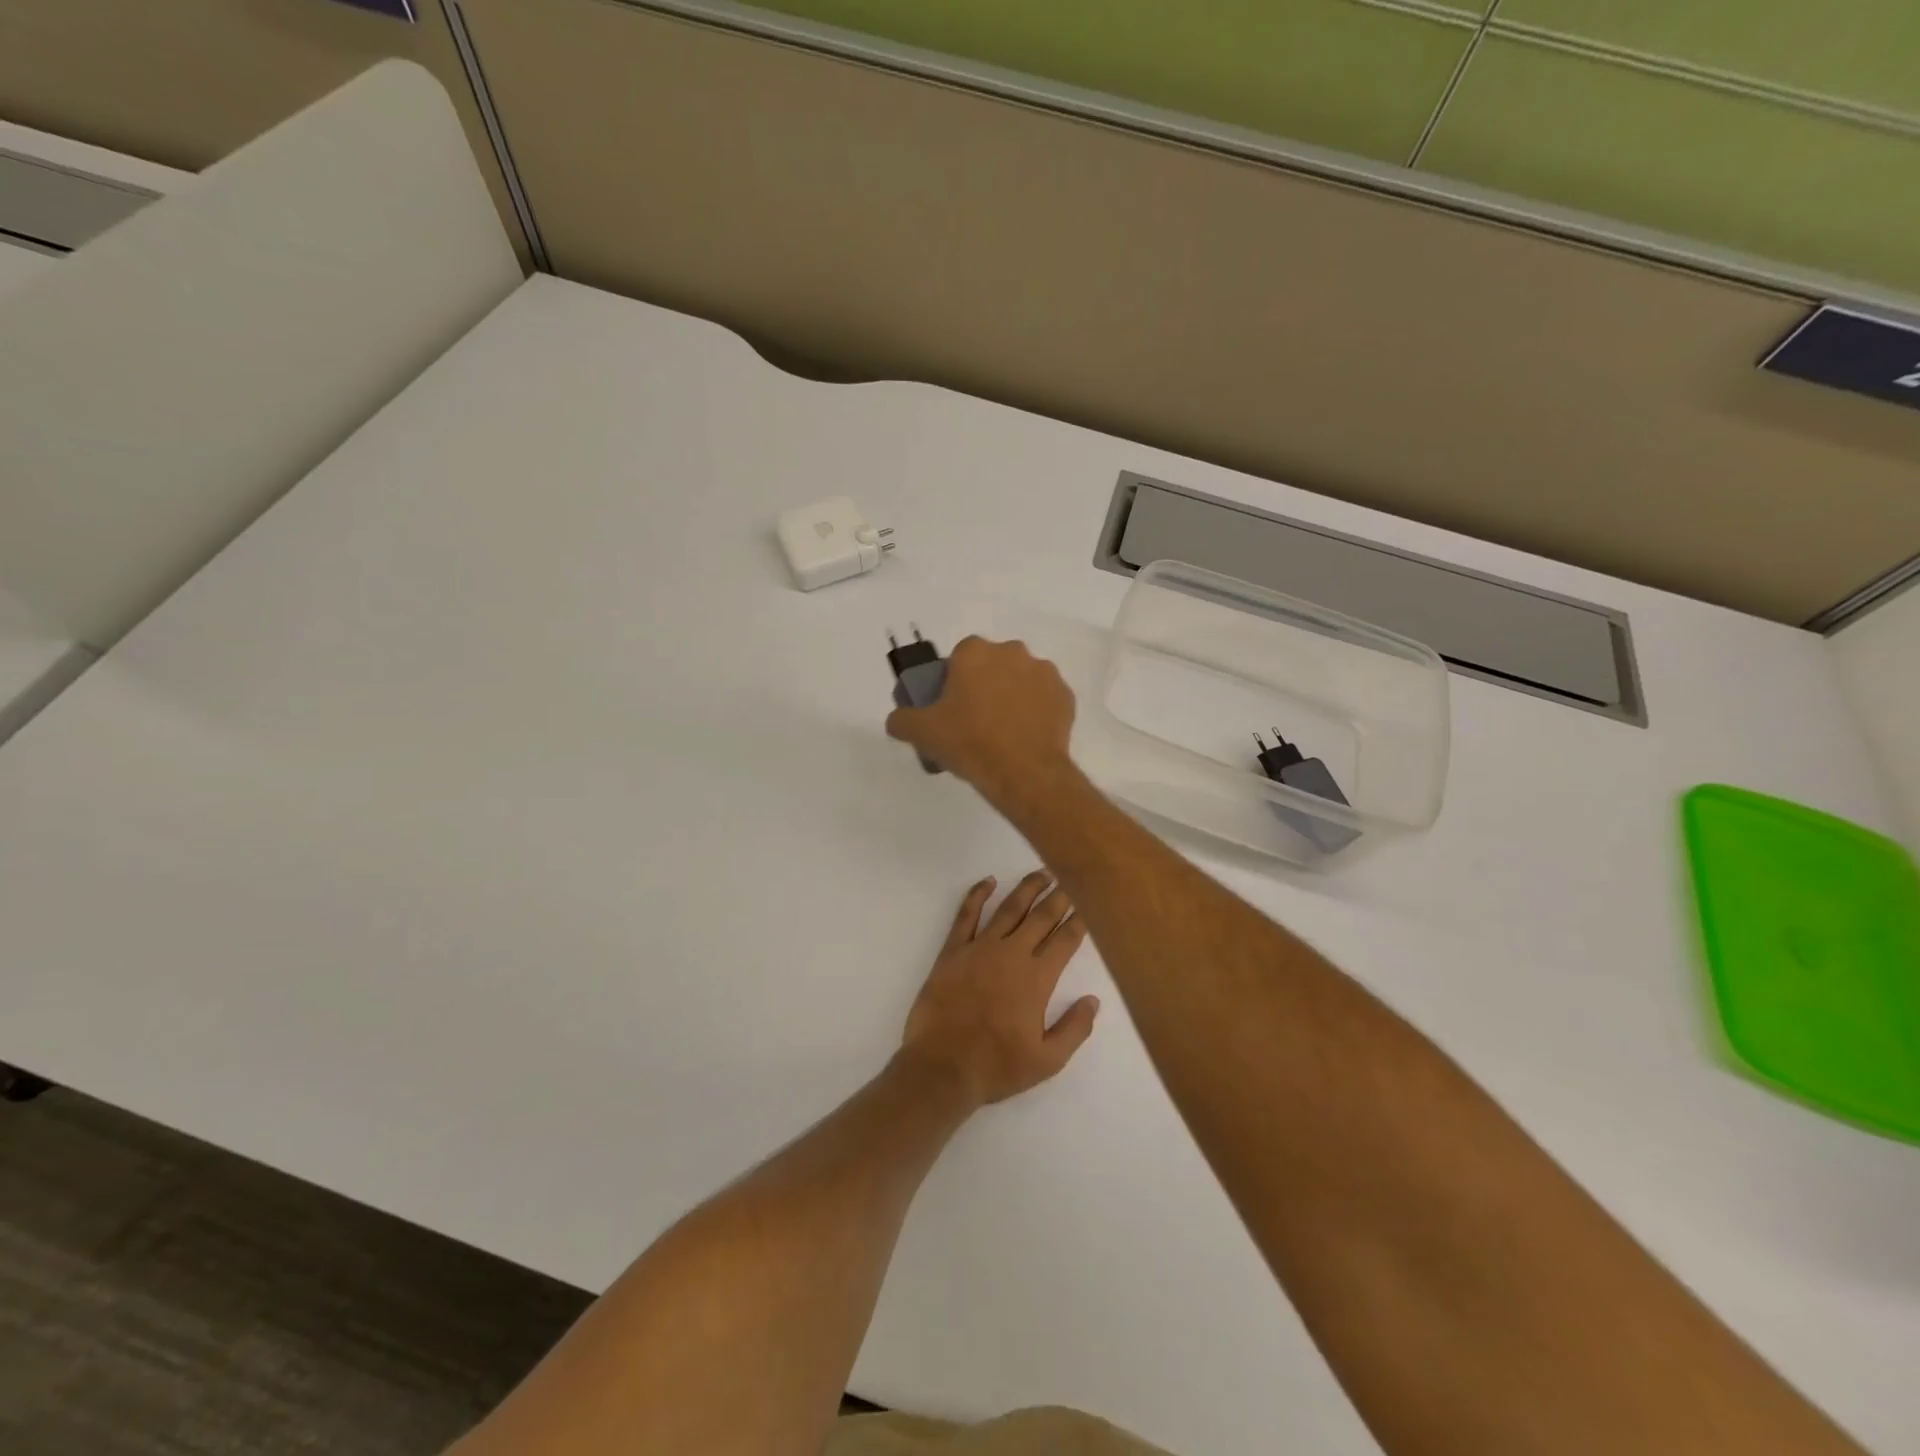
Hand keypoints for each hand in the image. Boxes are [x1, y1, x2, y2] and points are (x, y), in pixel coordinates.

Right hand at [885, 637, 1076, 813]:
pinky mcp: (1065, 696)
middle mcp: (1012, 652)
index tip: (952, 706)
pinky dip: (1036, 712)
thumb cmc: (969, 743)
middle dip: (985, 685)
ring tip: (1003, 732)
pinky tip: (1026, 738)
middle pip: (992, 665)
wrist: (1024, 772)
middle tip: (975, 721)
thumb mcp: (923, 733)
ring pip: (1021, 680)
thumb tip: (897, 720)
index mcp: (975, 652)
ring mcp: (1044, 672)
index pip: (960, 656)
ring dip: (1012, 696)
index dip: (954, 680)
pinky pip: (1045, 699)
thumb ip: (902, 720)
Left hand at [899, 872, 1099, 1107]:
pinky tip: (988, 881)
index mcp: (1037, 978)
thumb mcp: (1047, 1061)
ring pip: (1009, 908)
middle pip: (1041, 916)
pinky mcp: (952, 950)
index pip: (1065, 940)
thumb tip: (1093, 1000)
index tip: (1090, 903)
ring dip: (1027, 888)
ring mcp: (980, 948)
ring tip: (1042, 873)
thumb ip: (1074, 1029)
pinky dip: (977, 894)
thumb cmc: (996, 1067)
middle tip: (1071, 877)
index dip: (1080, 920)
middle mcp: (1012, 954)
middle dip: (1060, 896)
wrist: (941, 1068)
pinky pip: (966, 914)